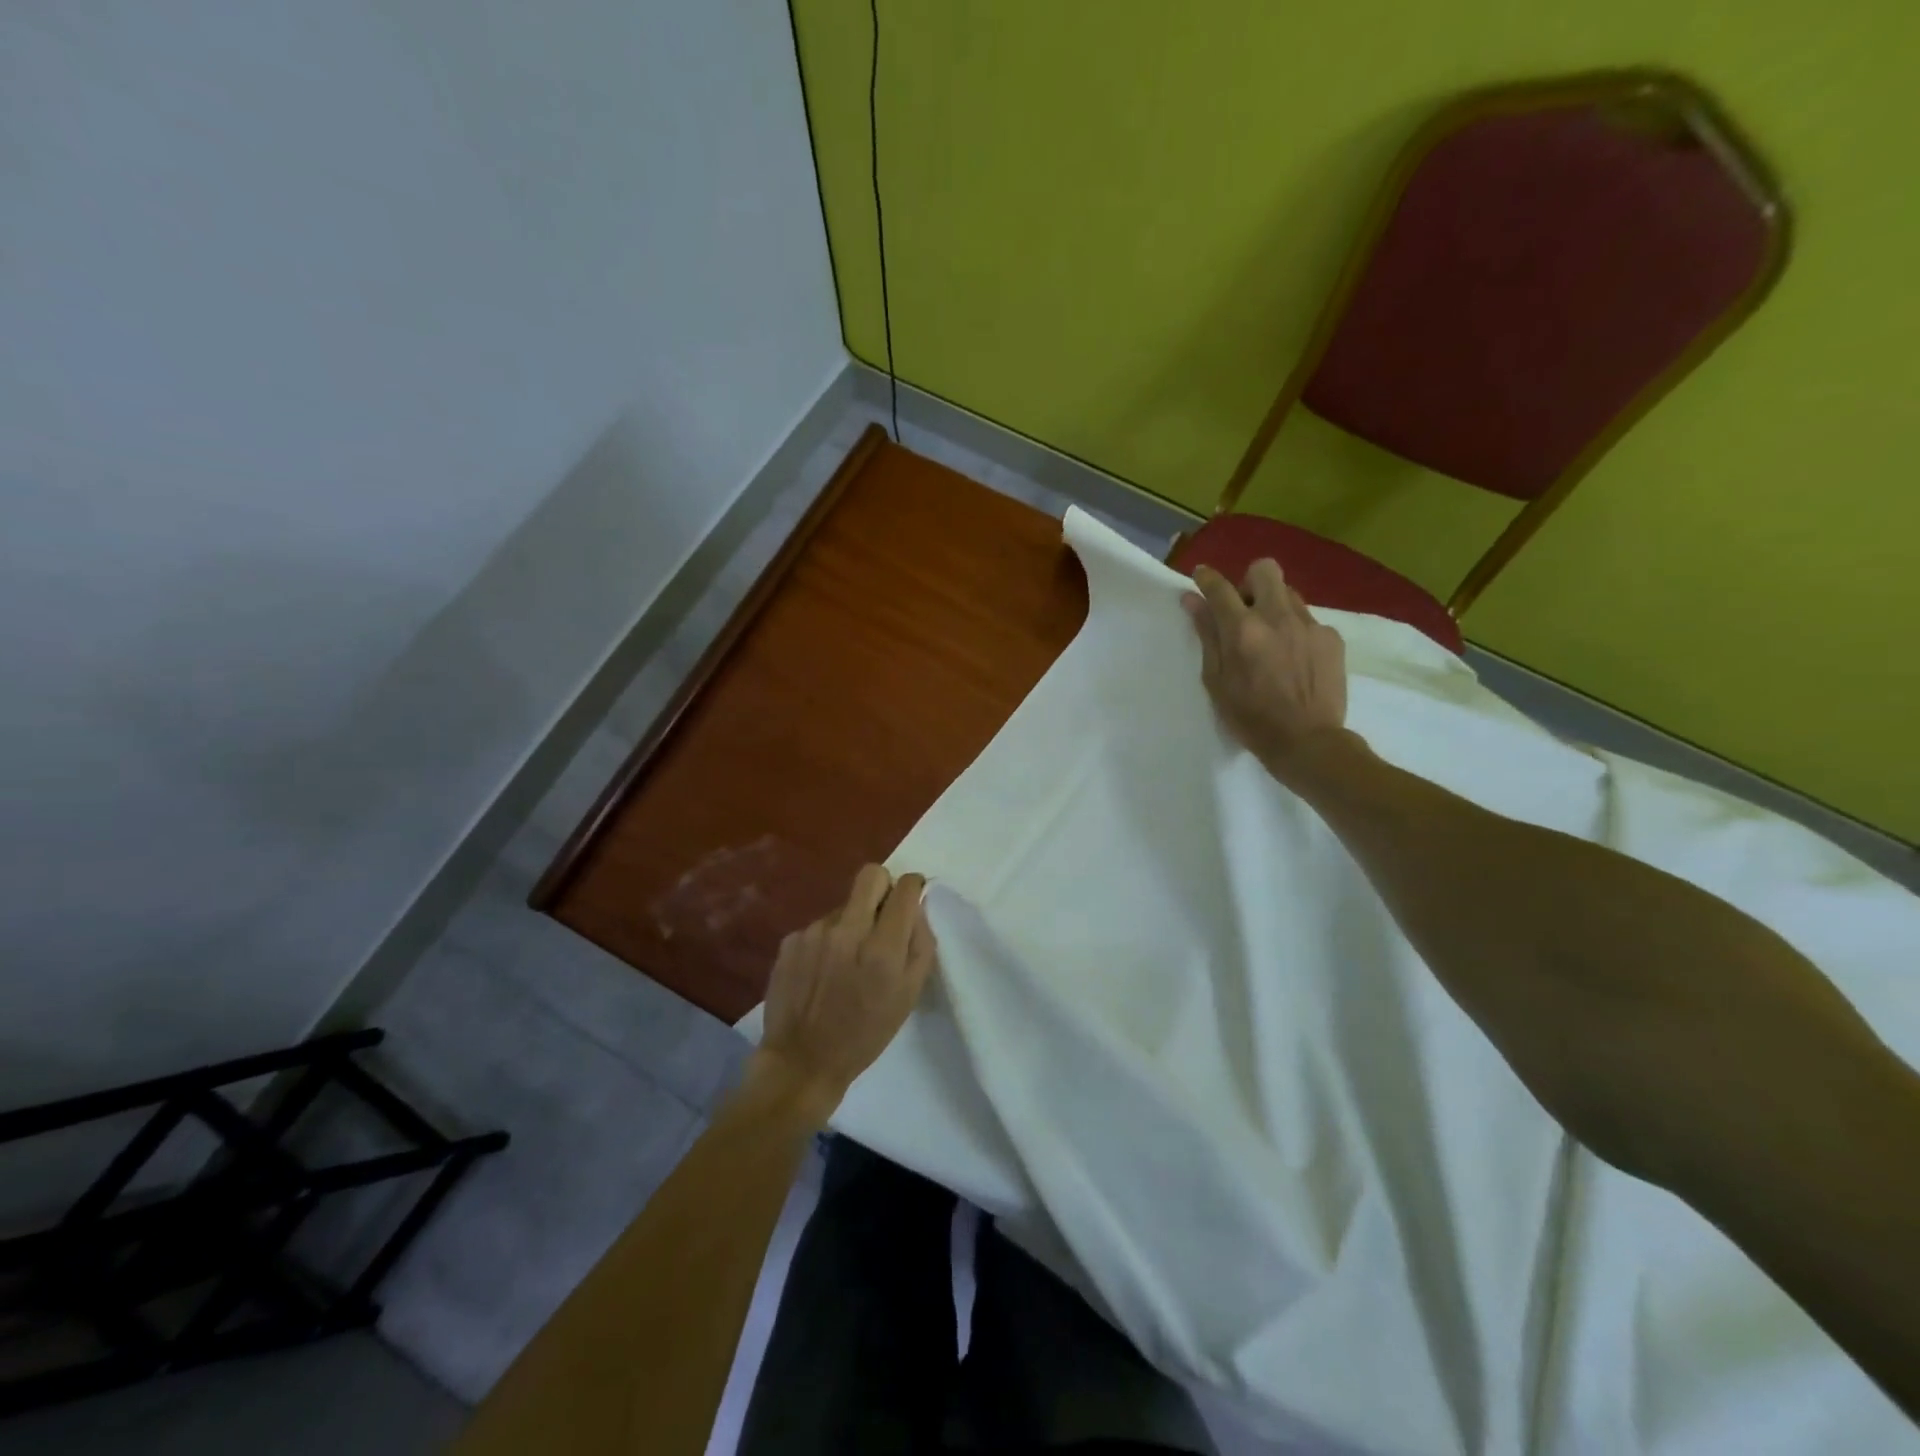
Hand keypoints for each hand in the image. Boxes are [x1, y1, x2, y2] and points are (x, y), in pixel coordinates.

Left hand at [753, 865, 936, 1121]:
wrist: (802, 1062)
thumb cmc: (865, 1035)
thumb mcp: (908, 997)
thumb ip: (920, 946)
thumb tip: (917, 908)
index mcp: (882, 948)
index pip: (904, 888)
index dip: (913, 886)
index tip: (912, 896)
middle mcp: (847, 931)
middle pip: (871, 875)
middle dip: (883, 887)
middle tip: (883, 915)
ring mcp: (814, 933)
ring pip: (844, 906)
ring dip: (852, 922)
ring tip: (847, 960)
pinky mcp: (790, 941)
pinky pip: (820, 927)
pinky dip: (827, 941)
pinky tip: (822, 970)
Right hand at [1182, 560, 1349, 778]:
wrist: (1307, 742)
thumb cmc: (1250, 718)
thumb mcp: (1216, 681)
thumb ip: (1207, 636)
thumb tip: (1193, 600)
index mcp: (1243, 630)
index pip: (1220, 588)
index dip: (1206, 578)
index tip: (1201, 578)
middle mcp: (1277, 617)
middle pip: (1264, 570)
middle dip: (1248, 583)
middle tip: (1244, 610)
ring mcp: (1309, 625)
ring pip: (1288, 594)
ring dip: (1273, 607)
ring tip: (1270, 639)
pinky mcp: (1332, 637)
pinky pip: (1308, 620)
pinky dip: (1295, 631)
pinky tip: (1294, 660)